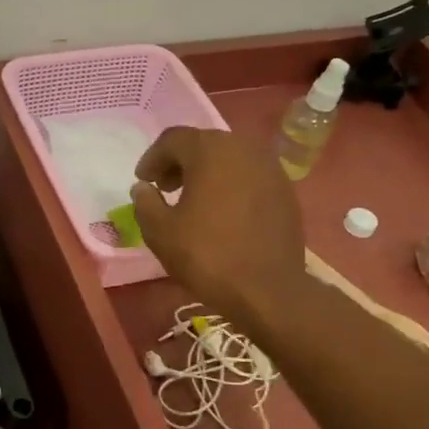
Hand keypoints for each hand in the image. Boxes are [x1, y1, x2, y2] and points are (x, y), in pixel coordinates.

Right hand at [131, 127, 305, 320]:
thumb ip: (145, 203)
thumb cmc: (207, 255)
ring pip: (229, 159)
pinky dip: (230, 186)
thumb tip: (143, 188)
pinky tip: (222, 213)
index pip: (173, 139)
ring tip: (193, 201)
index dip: (152, 158)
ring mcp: (270, 168)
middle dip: (180, 163)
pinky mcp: (286, 191)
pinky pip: (249, 177)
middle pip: (204, 144)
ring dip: (206, 173)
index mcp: (210, 150)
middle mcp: (244, 148)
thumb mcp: (160, 231)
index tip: (143, 181)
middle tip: (164, 188)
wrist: (267, 289)